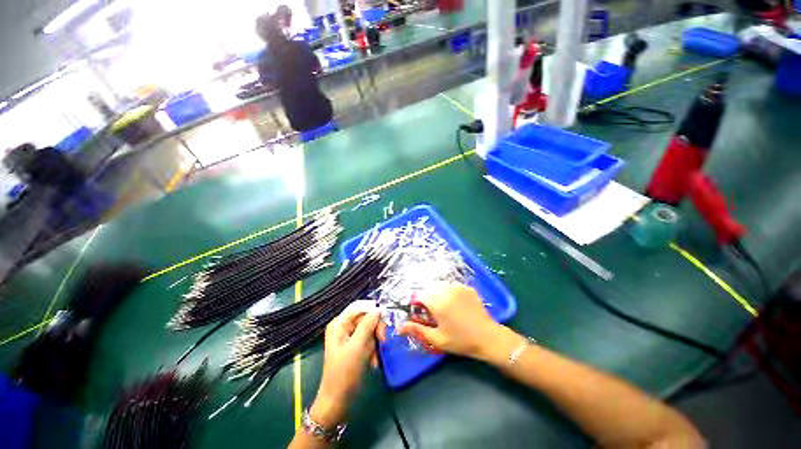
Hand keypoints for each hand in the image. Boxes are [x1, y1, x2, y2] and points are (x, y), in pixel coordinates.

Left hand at [311, 301, 380, 427]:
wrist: (338, 402)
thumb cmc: (345, 373)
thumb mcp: (357, 347)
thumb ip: (368, 325)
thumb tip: (379, 309)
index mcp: (339, 323)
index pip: (359, 306)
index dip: (373, 310)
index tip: (385, 319)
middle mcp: (344, 327)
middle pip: (366, 317)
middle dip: (376, 329)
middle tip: (382, 340)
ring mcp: (350, 337)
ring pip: (370, 329)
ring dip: (375, 342)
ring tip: (374, 357)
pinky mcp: (356, 346)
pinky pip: (369, 340)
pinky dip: (373, 349)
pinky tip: (373, 361)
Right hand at [397, 282, 501, 359]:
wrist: (488, 337)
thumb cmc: (461, 341)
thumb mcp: (437, 339)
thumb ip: (417, 330)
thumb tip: (399, 327)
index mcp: (438, 303)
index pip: (419, 295)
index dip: (417, 304)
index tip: (421, 313)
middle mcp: (447, 290)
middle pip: (428, 288)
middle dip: (426, 298)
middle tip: (432, 312)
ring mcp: (458, 287)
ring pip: (439, 285)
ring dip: (436, 293)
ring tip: (444, 308)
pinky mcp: (467, 287)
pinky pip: (451, 286)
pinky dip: (448, 292)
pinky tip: (455, 304)